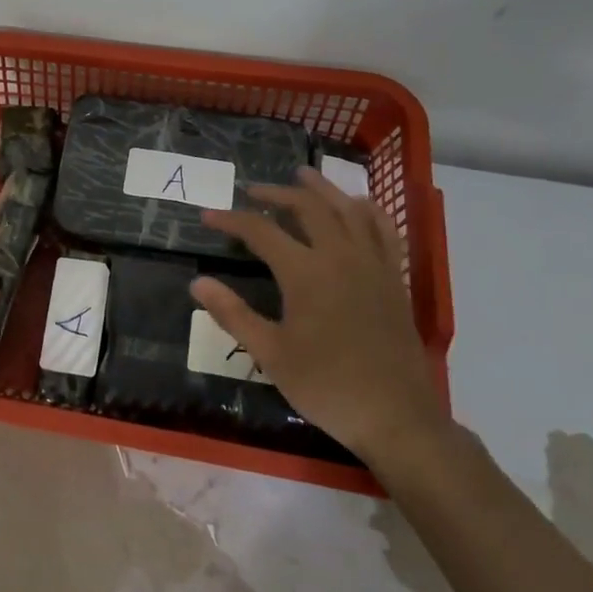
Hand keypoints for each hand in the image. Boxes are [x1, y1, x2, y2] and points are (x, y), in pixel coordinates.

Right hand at [190, 166, 441, 466]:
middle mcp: (340, 256)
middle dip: (276, 193)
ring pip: (347, 209)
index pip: (261, 231)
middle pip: (307, 207)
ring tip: (303, 175)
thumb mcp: (270, 354)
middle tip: (252, 190)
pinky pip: (384, 230)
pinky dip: (368, 210)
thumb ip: (233, 314)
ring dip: (322, 189)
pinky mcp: (394, 278)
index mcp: (305, 273)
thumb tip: (197, 283)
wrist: (395, 416)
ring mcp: (372, 264)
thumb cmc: (326, 385)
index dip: (231, 220)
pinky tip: (358, 204)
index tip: (208, 216)